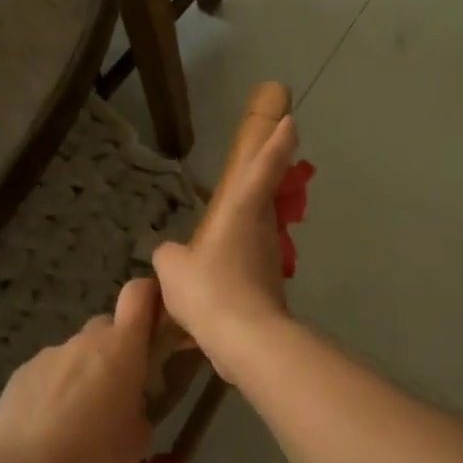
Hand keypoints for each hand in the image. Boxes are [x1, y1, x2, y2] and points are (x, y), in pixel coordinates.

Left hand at [0, 277, 158, 462]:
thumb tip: (130, 404)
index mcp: (122, 347)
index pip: (139, 294)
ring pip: (76, 353)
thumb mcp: (139, 437)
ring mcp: (50, 353)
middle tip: (116, 389)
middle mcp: (86, 340)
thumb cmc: (95, 454)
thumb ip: (141, 407)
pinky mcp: (22, 372)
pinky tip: (48, 426)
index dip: (150, 295)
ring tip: (76, 420)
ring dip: (83, 373)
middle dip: (116, 349)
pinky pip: (49, 372)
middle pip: (107, 327)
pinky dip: (54, 389)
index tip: (156, 315)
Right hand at [152, 115, 298, 381]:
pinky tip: (214, 286)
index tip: (292, 122)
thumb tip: (173, 256)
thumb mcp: (172, 268)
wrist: (246, 340)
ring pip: (256, 235)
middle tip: (256, 170)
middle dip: (264, 183)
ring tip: (219, 238)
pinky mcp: (268, 288)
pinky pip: (248, 267)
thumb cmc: (209, 289)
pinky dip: (235, 268)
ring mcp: (268, 259)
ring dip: (244, 231)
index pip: (261, 168)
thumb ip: (170, 256)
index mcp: (241, 211)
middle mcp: (261, 229)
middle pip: (264, 198)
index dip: (276, 143)